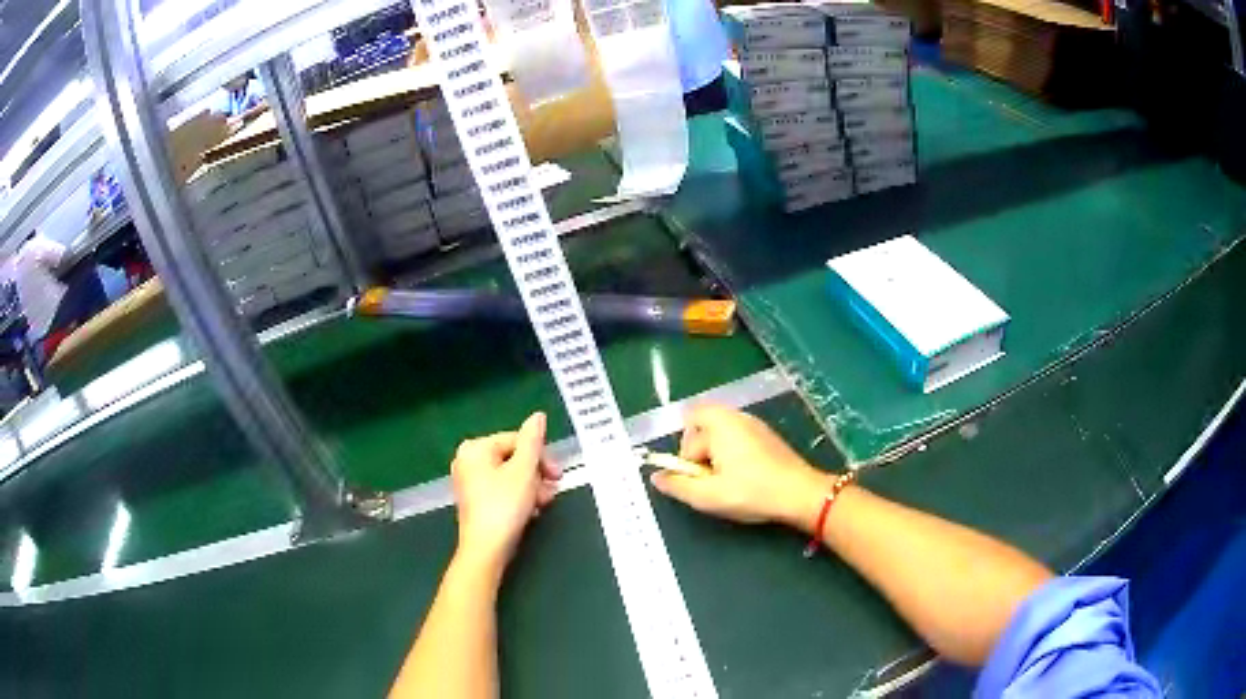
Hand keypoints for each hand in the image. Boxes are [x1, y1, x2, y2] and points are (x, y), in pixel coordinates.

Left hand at [450, 412, 560, 577]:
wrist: (486, 549)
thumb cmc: (504, 506)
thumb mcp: (524, 470)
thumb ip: (533, 441)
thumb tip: (538, 416)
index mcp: (475, 448)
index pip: (517, 440)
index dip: (540, 456)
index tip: (557, 474)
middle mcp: (467, 460)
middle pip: (513, 458)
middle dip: (536, 474)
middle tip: (552, 490)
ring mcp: (469, 481)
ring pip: (510, 475)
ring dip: (532, 487)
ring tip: (542, 504)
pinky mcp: (476, 501)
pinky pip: (502, 489)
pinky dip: (519, 497)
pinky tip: (531, 511)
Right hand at [650, 405, 832, 531]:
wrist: (800, 494)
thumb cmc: (752, 492)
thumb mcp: (708, 496)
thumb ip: (677, 485)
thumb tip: (656, 477)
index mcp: (719, 424)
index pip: (687, 435)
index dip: (686, 459)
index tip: (699, 479)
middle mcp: (736, 416)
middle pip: (702, 429)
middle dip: (701, 454)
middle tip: (712, 481)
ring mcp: (755, 424)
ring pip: (720, 435)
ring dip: (717, 456)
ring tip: (729, 482)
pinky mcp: (767, 435)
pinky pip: (738, 439)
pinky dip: (734, 455)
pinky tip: (746, 478)